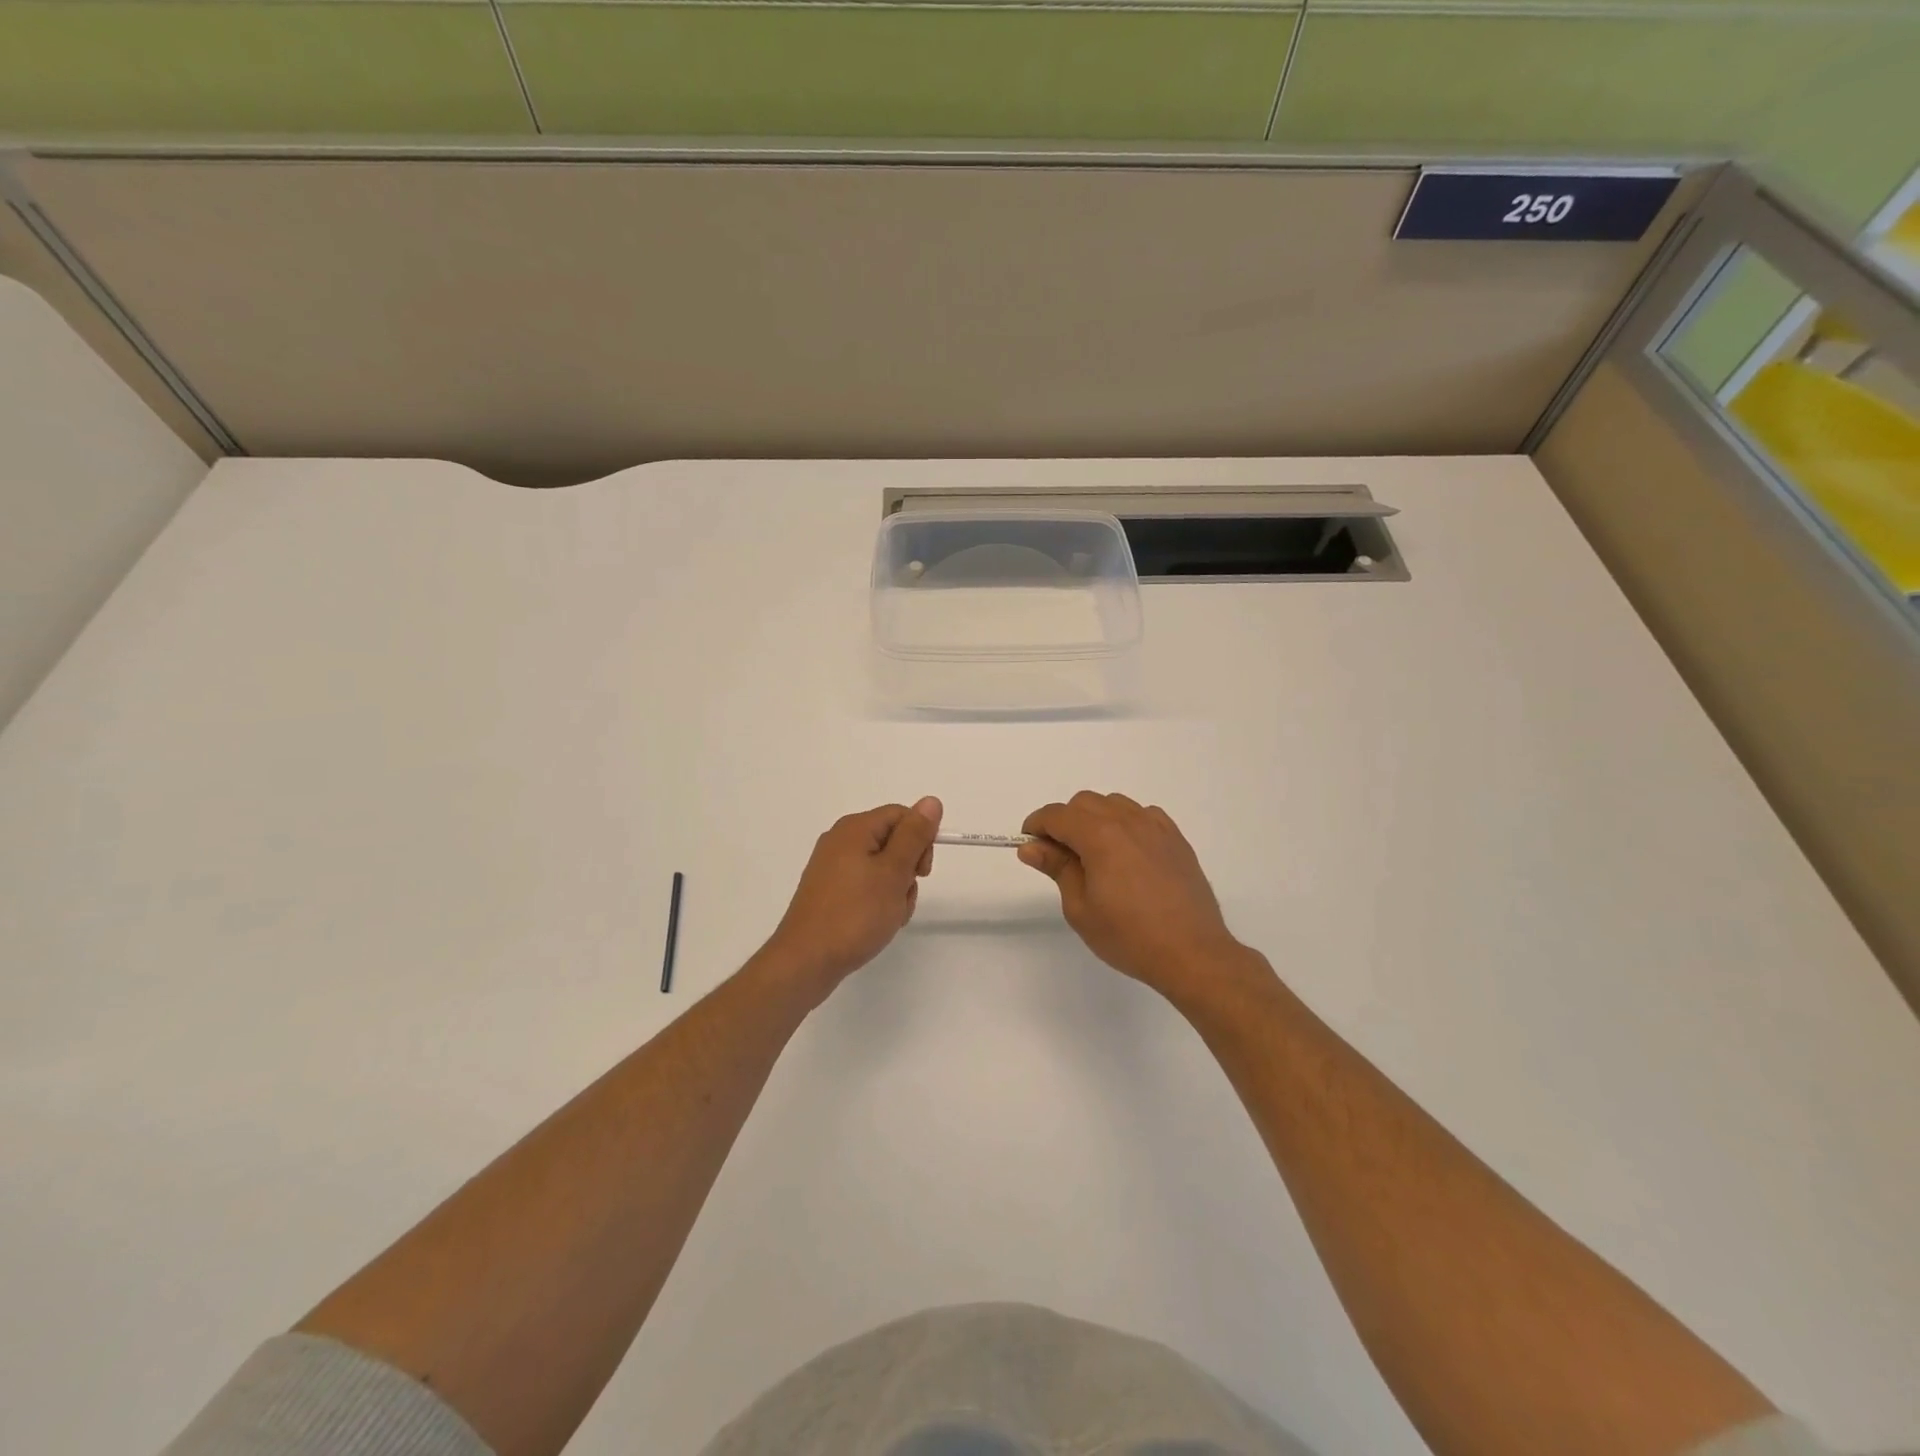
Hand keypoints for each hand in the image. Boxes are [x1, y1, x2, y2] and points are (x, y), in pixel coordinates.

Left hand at [764, 798, 942, 995]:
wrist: (807, 961)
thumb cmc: (855, 914)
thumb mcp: (893, 872)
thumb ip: (914, 835)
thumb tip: (931, 801)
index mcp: (854, 829)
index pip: (901, 815)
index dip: (920, 839)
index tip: (923, 872)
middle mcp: (840, 841)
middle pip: (892, 841)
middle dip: (908, 869)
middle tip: (903, 896)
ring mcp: (832, 868)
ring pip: (882, 867)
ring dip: (896, 890)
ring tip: (889, 916)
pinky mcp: (829, 891)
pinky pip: (865, 885)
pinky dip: (878, 901)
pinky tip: (876, 923)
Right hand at [1020, 792, 1259, 999]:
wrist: (1192, 953)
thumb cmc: (1129, 936)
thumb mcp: (1080, 908)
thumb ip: (1057, 868)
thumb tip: (1031, 846)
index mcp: (1099, 836)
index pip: (1057, 815)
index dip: (1037, 825)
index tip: (1030, 845)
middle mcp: (1128, 821)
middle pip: (1084, 803)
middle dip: (1065, 821)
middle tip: (1060, 857)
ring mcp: (1156, 827)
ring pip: (1114, 804)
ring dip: (1095, 819)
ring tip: (1095, 855)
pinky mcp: (1176, 839)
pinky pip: (1143, 815)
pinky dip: (1126, 823)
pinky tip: (1127, 853)